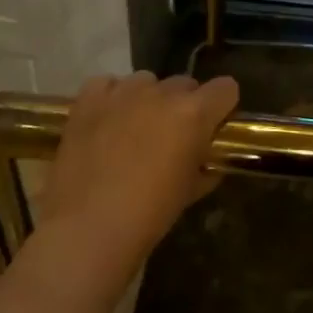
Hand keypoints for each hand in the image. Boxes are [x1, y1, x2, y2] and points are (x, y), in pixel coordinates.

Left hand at [36, 72, 239, 283]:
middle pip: (185, 84)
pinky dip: (111, 97)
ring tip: (134, 129)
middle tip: (171, 136)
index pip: (226, 88)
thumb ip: (206, 165)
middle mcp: (161, 94)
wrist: (87, 230)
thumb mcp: (190, 192)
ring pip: (146, 81)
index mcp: (194, 113)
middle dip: (184, 105)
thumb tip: (207, 159)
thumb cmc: (148, 216)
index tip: (214, 126)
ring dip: (148, 100)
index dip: (222, 107)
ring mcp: (123, 93)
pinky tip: (106, 120)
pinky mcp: (89, 100)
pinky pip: (107, 84)